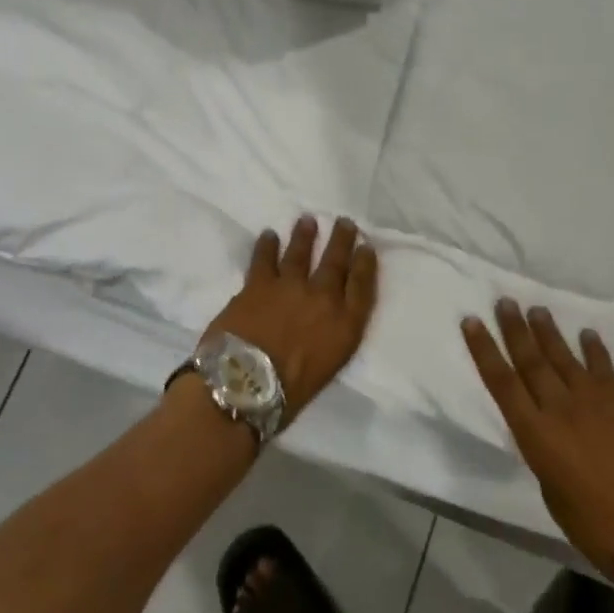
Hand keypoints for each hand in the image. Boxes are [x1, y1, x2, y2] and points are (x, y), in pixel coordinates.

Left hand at [205, 216, 378, 425]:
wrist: (246, 386)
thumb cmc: (289, 392)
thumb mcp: (329, 365)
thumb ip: (333, 335)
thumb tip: (327, 319)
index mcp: (345, 325)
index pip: (362, 286)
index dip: (366, 264)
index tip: (366, 247)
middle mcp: (323, 298)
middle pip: (336, 262)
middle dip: (341, 240)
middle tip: (344, 222)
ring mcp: (290, 286)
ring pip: (300, 252)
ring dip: (305, 235)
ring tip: (307, 220)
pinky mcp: (258, 283)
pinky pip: (264, 258)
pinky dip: (267, 245)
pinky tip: (268, 235)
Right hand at [463, 300, 613, 582]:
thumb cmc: (594, 526)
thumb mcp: (551, 492)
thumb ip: (545, 453)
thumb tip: (549, 432)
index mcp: (536, 433)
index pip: (502, 381)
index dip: (484, 349)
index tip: (473, 321)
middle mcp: (560, 408)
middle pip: (531, 360)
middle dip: (515, 329)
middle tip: (505, 301)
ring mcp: (595, 401)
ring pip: (564, 357)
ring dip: (548, 332)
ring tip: (537, 310)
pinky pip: (604, 369)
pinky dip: (594, 350)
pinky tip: (587, 334)